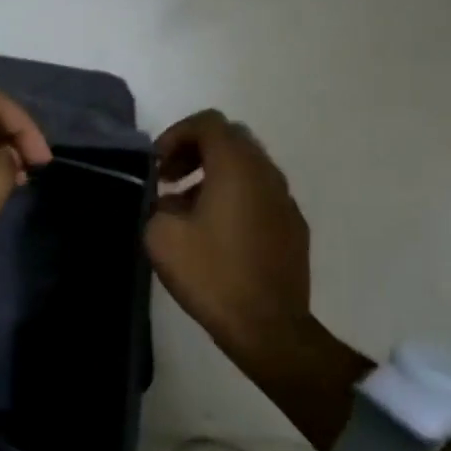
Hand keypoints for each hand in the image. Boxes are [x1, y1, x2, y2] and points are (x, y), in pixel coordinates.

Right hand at [145, 110, 316, 370]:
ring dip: (214, 174)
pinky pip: (260, 193)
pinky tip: (216, 231)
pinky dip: (235, 195)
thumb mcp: (162, 235)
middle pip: (230, 138)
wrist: (267, 327)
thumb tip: (166, 199)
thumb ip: (157, 203)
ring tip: (186, 207)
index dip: (176, 134)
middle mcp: (266, 173)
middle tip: (168, 179)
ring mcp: (285, 200)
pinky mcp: (293, 226)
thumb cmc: (212, 274)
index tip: (157, 165)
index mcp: (236, 167)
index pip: (208, 122)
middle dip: (195, 150)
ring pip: (247, 166)